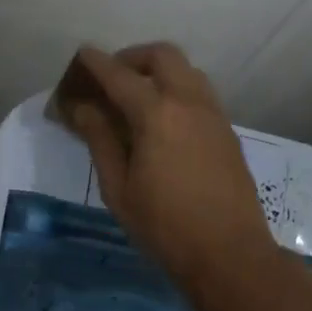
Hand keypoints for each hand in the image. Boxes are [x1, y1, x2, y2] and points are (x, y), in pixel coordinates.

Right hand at [63, 43, 271, 278]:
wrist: (230, 254)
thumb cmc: (165, 226)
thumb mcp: (119, 188)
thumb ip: (100, 139)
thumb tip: (81, 107)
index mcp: (157, 114)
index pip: (120, 75)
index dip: (96, 63)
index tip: (80, 56)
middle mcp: (189, 102)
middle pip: (162, 56)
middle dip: (133, 57)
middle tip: (112, 77)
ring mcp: (213, 114)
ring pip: (186, 70)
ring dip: (159, 70)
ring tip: (137, 96)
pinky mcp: (227, 130)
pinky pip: (199, 92)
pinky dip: (177, 88)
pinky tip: (163, 120)